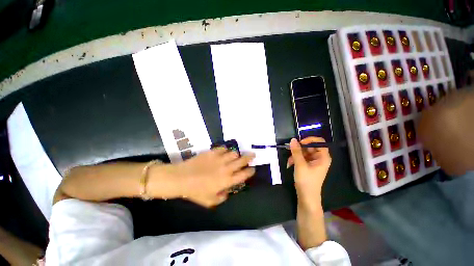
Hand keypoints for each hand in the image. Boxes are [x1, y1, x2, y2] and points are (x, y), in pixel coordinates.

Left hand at [161, 147, 254, 207]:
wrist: (182, 178)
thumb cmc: (196, 191)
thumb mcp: (210, 200)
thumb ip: (222, 197)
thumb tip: (227, 191)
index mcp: (227, 180)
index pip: (244, 175)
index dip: (250, 171)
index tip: (253, 169)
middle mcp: (226, 168)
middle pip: (242, 160)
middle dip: (249, 157)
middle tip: (252, 155)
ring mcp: (219, 159)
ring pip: (233, 153)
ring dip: (236, 155)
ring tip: (235, 155)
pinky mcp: (212, 152)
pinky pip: (223, 148)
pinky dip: (225, 150)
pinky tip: (224, 152)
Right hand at [287, 137, 331, 204]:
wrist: (306, 197)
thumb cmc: (306, 181)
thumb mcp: (300, 165)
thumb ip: (296, 151)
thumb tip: (293, 139)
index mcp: (323, 157)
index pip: (319, 142)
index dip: (309, 140)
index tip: (299, 142)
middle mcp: (319, 158)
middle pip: (310, 147)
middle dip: (299, 149)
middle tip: (290, 151)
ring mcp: (313, 161)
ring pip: (304, 152)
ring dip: (295, 155)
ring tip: (289, 161)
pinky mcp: (308, 165)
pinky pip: (301, 157)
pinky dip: (295, 159)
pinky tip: (290, 164)